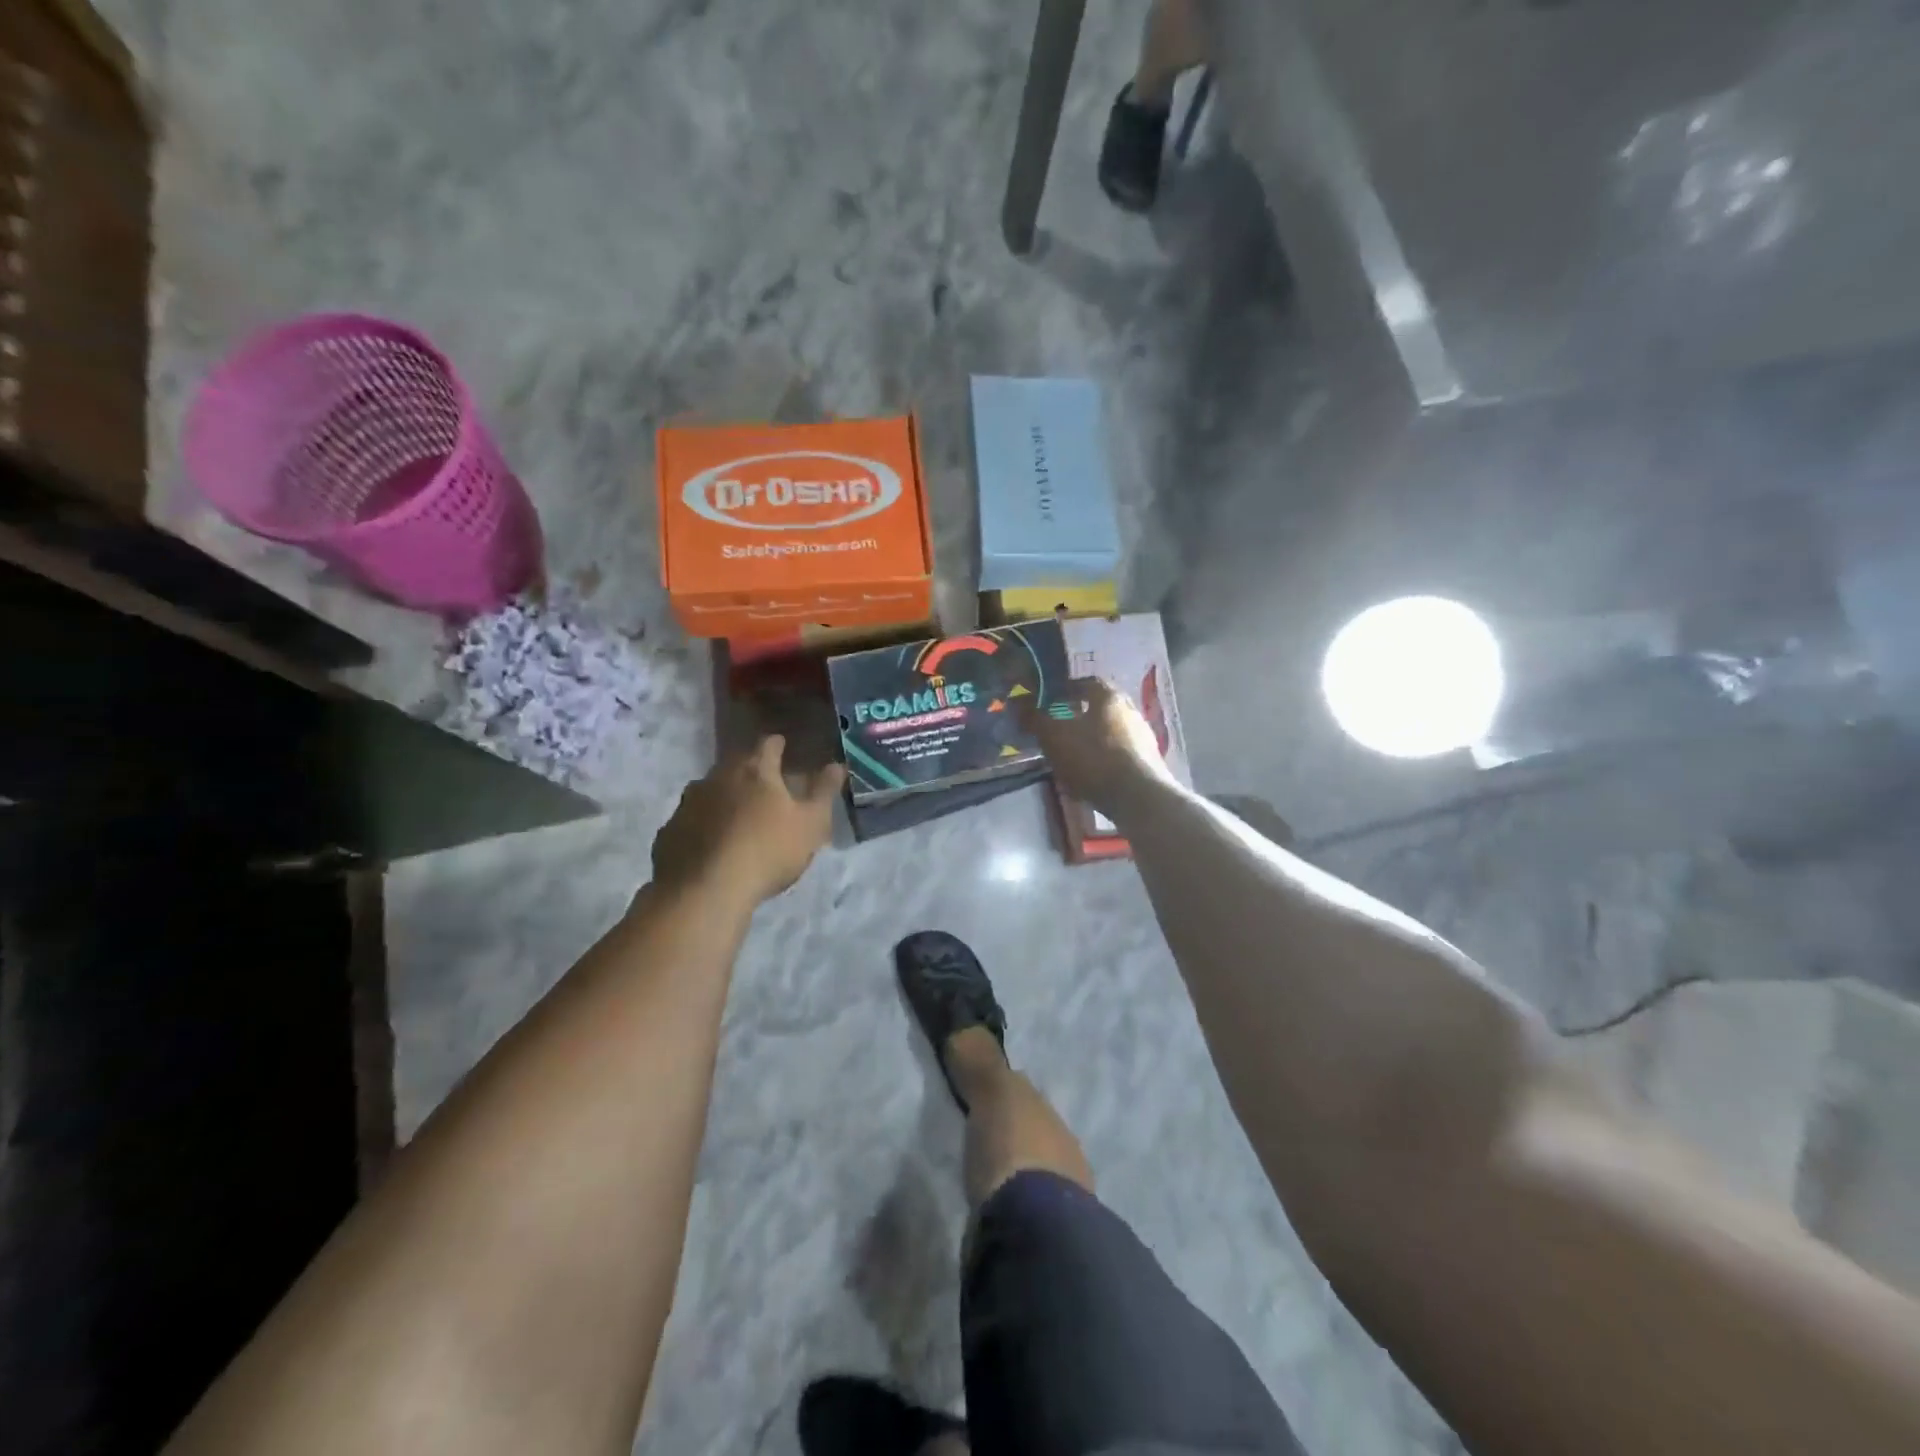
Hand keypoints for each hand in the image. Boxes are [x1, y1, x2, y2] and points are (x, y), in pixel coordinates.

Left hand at [649, 736, 844, 906]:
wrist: (705, 892)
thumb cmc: (768, 851)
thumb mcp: (811, 824)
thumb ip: (824, 792)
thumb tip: (836, 765)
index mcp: (754, 770)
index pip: (767, 744)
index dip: (777, 745)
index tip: (783, 749)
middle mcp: (716, 778)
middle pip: (735, 766)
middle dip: (750, 773)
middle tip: (764, 789)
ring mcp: (687, 804)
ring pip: (709, 793)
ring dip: (723, 800)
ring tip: (736, 820)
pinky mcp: (668, 833)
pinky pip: (690, 822)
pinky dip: (702, 828)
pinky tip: (711, 847)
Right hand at [1030, 677, 1174, 814]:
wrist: (1138, 797)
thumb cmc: (1093, 757)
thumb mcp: (1055, 737)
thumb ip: (1036, 719)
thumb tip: (1018, 703)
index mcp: (1109, 697)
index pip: (1086, 682)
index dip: (1065, 689)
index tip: (1048, 701)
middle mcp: (1131, 711)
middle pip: (1101, 707)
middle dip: (1078, 715)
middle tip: (1058, 727)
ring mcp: (1143, 738)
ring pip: (1110, 731)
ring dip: (1091, 739)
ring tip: (1071, 754)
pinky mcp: (1148, 763)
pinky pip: (1119, 754)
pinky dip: (1103, 759)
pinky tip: (1090, 775)